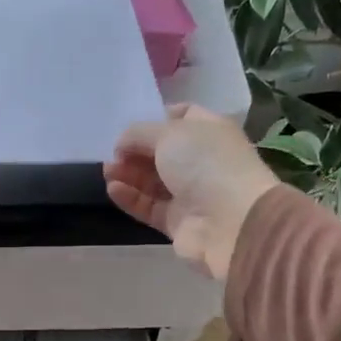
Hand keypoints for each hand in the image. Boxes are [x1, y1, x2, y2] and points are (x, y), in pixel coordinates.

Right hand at [104, 104, 277, 281]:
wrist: (233, 222)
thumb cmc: (205, 164)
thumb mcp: (169, 134)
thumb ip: (139, 134)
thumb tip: (122, 144)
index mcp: (209, 131)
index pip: (182, 117)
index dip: (156, 118)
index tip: (131, 125)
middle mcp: (202, 160)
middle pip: (162, 152)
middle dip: (135, 150)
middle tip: (112, 153)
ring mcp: (191, 193)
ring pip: (153, 181)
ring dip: (129, 174)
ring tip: (107, 171)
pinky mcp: (178, 222)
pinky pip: (150, 206)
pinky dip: (131, 197)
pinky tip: (113, 189)